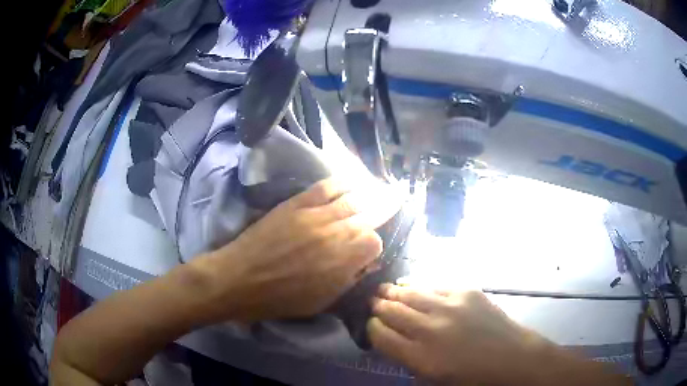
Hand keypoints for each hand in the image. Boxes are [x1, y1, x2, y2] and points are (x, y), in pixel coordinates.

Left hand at [191, 178, 402, 322]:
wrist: (240, 279)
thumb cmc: (281, 299)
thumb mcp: (322, 301)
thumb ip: (348, 279)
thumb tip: (366, 263)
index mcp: (342, 262)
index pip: (374, 242)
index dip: (373, 246)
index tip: (367, 251)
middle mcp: (334, 234)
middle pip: (368, 216)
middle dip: (384, 209)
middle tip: (396, 200)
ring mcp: (315, 215)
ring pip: (352, 199)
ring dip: (370, 193)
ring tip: (381, 188)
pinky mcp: (296, 204)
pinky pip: (325, 187)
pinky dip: (342, 182)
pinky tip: (352, 180)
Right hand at [368, 285, 628, 385]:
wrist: (512, 357)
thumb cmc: (472, 378)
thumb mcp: (433, 380)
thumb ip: (408, 360)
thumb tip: (391, 340)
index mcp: (420, 357)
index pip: (380, 335)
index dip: (372, 328)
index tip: (372, 326)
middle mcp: (430, 329)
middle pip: (390, 310)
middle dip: (377, 306)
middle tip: (372, 302)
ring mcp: (449, 306)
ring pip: (408, 293)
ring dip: (393, 292)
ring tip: (384, 290)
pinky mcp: (465, 291)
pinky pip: (433, 284)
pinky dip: (417, 285)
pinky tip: (411, 285)